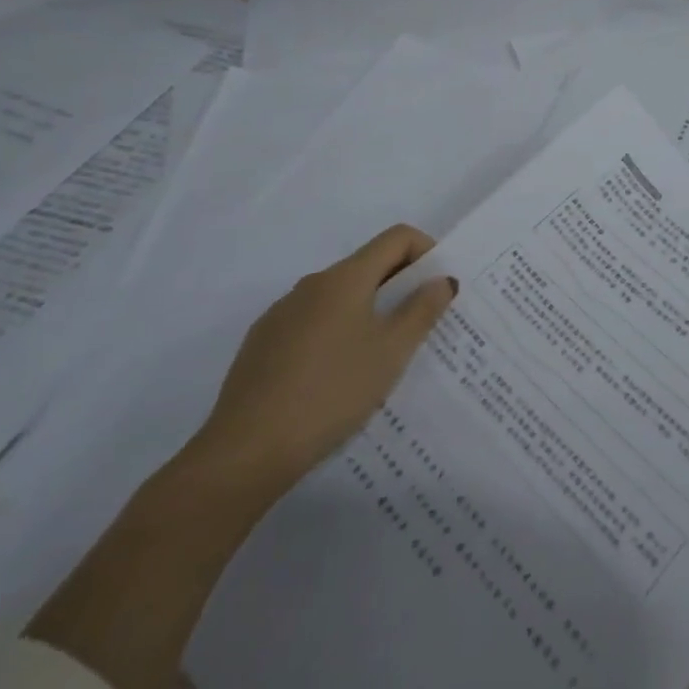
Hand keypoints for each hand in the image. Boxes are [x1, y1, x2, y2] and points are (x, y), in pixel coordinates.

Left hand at [187, 225, 457, 495]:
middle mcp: (312, 284)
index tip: (437, 287)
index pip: (396, 237)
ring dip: (367, 311)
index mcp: (345, 278)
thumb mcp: (391, 353)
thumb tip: (442, 279)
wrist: (245, 451)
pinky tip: (335, 378)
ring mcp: (281, 313)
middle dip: (399, 286)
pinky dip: (335, 333)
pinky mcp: (261, 343)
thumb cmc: (331, 392)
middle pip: (367, 265)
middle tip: (419, 325)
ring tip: (379, 358)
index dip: (426, 251)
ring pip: (338, 297)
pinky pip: (311, 322)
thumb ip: (422, 310)